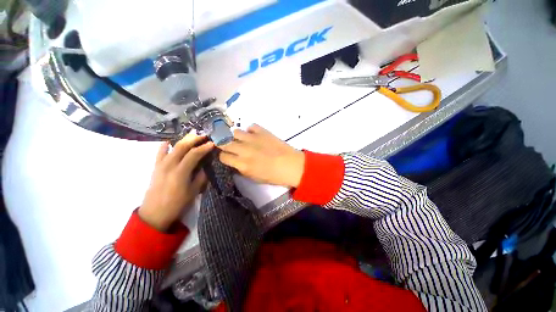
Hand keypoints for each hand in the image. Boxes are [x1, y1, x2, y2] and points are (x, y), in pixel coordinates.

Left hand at [139, 133, 213, 230]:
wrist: (154, 213)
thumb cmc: (176, 204)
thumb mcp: (193, 192)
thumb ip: (201, 177)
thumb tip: (206, 167)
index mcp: (180, 172)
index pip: (194, 154)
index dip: (204, 148)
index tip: (212, 143)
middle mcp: (169, 165)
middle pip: (182, 146)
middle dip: (194, 139)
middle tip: (204, 135)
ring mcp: (160, 165)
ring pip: (172, 147)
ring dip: (183, 139)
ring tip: (192, 135)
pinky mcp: (155, 167)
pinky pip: (160, 152)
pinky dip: (165, 145)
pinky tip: (170, 141)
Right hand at [219, 124, 304, 187]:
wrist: (291, 165)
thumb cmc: (274, 176)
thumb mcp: (254, 178)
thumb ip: (242, 169)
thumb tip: (235, 162)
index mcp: (242, 164)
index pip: (223, 157)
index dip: (224, 157)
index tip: (228, 157)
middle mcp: (244, 150)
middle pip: (224, 142)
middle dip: (224, 144)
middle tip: (230, 146)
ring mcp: (253, 139)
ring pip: (235, 132)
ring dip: (236, 136)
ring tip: (242, 140)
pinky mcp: (262, 131)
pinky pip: (251, 126)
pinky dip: (251, 130)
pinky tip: (254, 135)